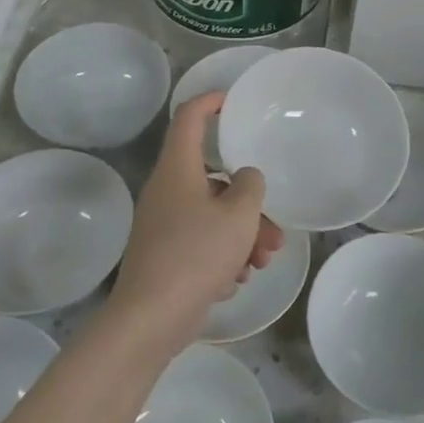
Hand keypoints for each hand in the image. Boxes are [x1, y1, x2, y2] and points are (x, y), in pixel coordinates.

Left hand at [109, 93, 282, 348]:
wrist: (149, 321)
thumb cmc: (196, 255)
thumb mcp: (239, 215)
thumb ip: (250, 186)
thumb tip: (245, 177)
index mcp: (178, 169)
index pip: (189, 117)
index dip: (211, 102)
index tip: (233, 101)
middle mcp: (167, 191)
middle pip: (214, 179)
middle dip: (249, 203)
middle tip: (274, 229)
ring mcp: (163, 225)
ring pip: (212, 215)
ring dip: (243, 234)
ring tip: (263, 262)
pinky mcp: (164, 256)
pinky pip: (201, 242)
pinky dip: (223, 255)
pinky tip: (236, 280)